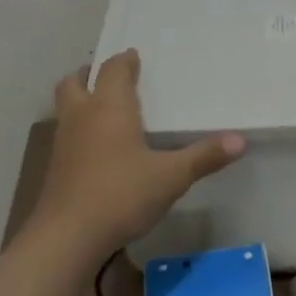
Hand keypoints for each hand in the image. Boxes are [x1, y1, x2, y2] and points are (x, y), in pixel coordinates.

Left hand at [34, 49, 244, 252]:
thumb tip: (240, 140)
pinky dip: (78, 131)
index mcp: (109, 107)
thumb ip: (204, 156)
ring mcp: (63, 144)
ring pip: (66, 109)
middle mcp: (82, 116)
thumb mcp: (171, 177)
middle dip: (89, 75)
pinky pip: (65, 136)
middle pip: (75, 82)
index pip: (113, 70)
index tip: (135, 56)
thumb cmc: (121, 194)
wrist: (66, 239)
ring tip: (103, 110)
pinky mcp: (55, 170)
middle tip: (109, 78)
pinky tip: (97, 150)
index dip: (124, 61)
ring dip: (80, 101)